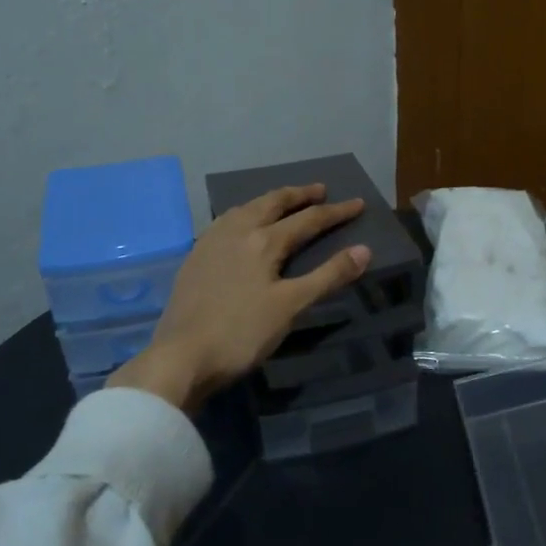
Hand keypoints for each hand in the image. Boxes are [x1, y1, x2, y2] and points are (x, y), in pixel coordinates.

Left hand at [107, 184, 370, 413]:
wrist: (182, 356)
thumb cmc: (242, 333)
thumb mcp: (291, 306)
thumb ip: (328, 276)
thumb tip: (363, 250)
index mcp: (264, 241)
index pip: (308, 220)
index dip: (336, 212)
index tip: (358, 204)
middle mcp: (237, 232)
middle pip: (272, 203)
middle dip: (299, 195)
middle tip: (319, 190)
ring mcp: (211, 243)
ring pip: (244, 209)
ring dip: (268, 201)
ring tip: (281, 202)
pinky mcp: (195, 258)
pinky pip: (225, 222)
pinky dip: (244, 215)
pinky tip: (239, 227)